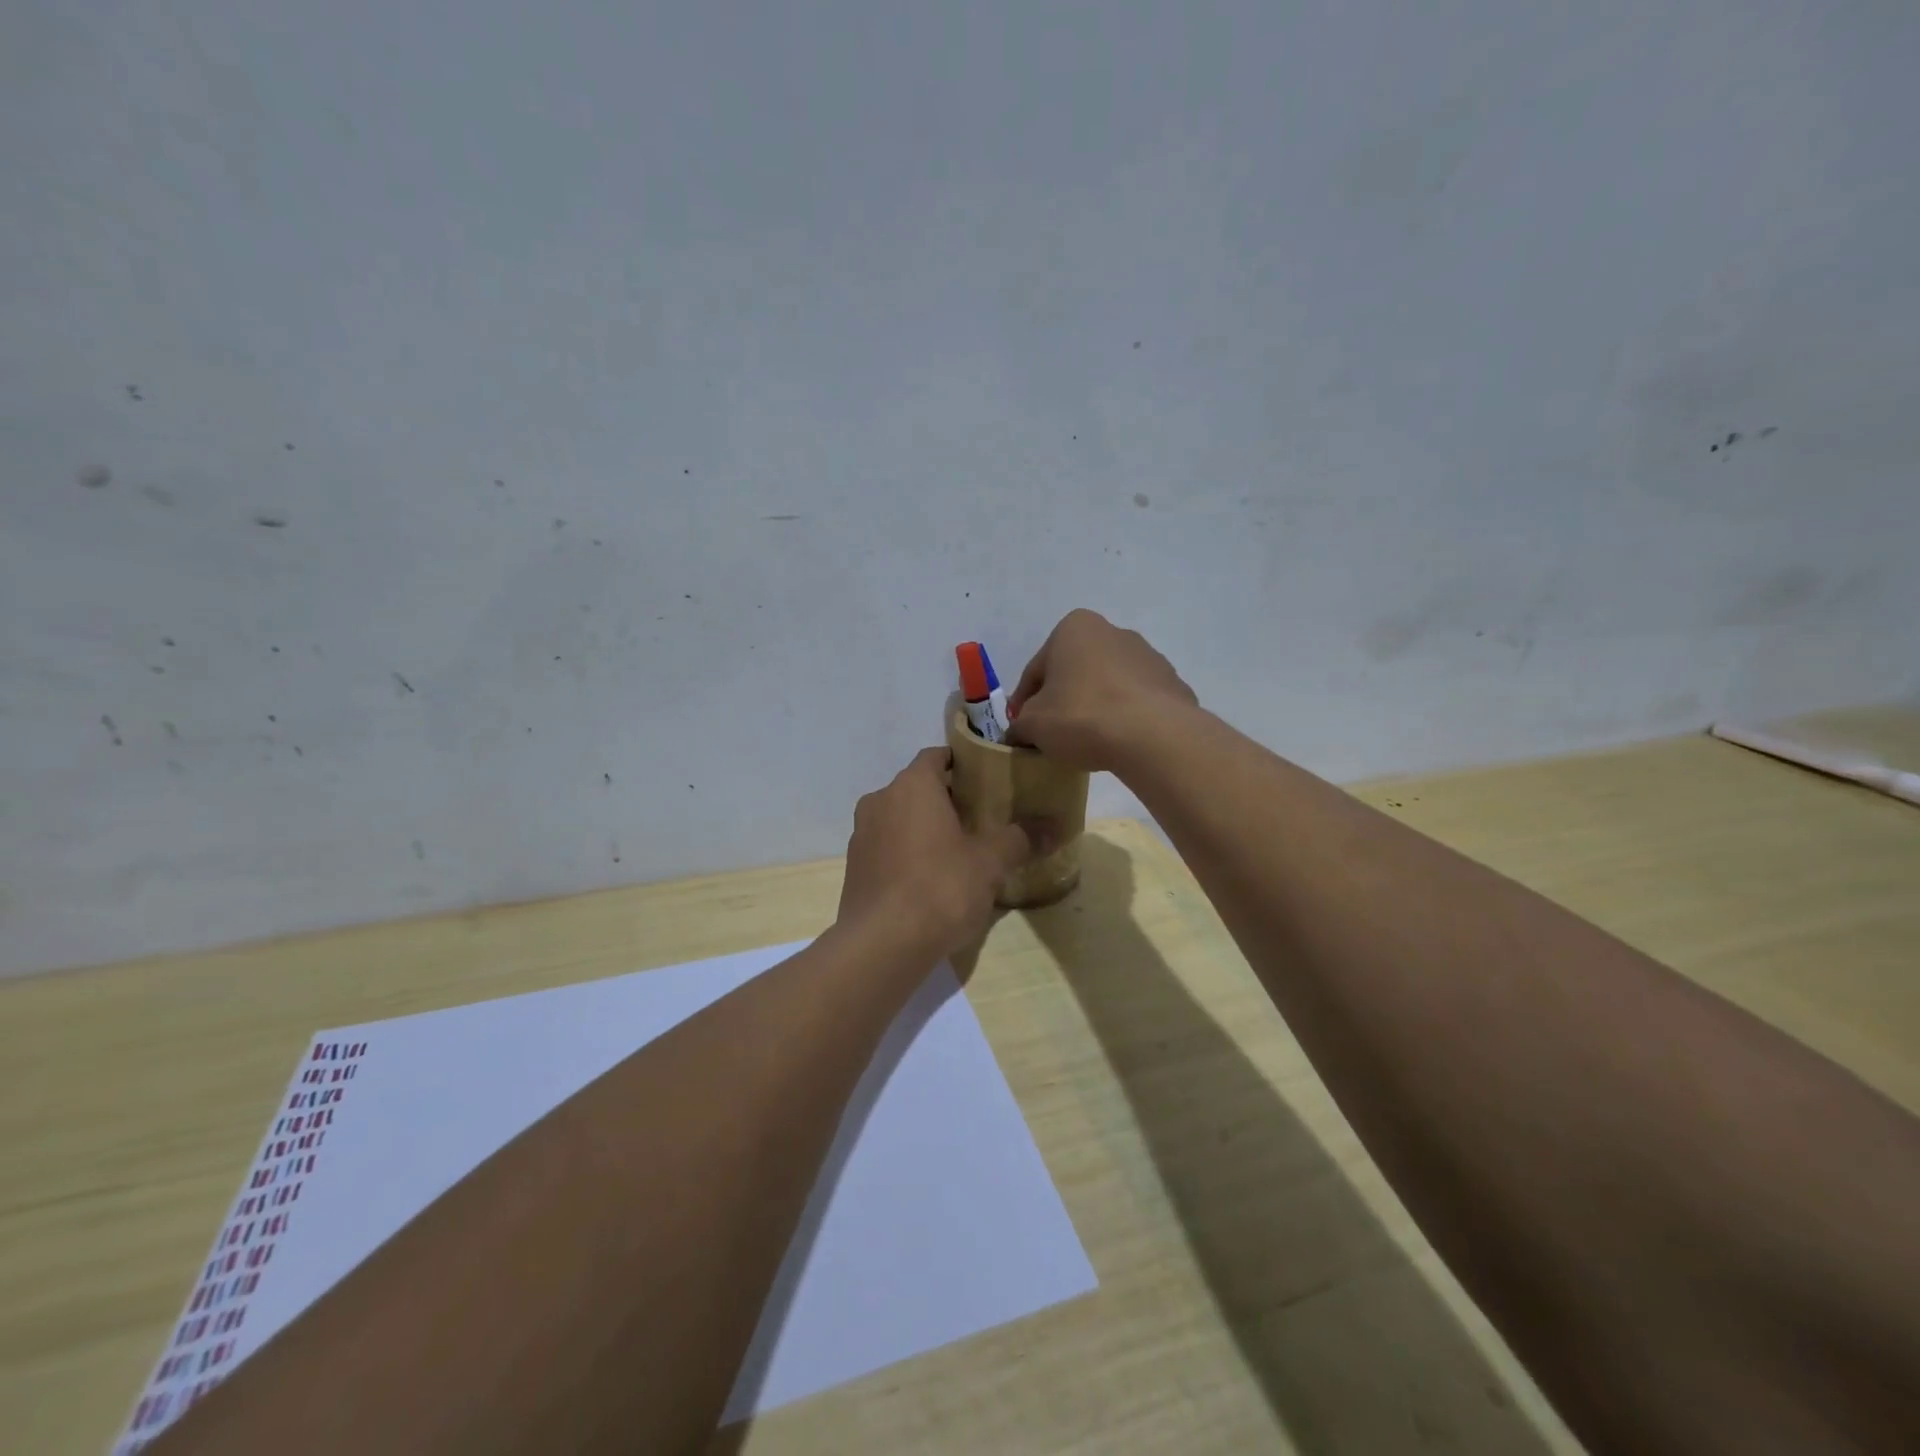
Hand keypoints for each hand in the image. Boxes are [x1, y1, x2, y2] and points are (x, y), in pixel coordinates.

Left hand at [838, 748, 1034, 957]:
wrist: (882, 943)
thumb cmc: (941, 887)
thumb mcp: (990, 863)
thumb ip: (1019, 838)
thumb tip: (1055, 827)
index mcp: (912, 785)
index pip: (936, 756)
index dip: (961, 764)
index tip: (986, 780)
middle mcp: (880, 800)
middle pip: (918, 787)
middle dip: (946, 799)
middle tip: (980, 818)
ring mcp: (862, 834)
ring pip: (899, 818)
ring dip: (924, 827)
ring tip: (957, 851)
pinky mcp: (854, 867)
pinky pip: (886, 847)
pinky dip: (906, 852)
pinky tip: (929, 880)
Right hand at [1005, 609, 1196, 770]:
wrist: (1153, 736)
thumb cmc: (1082, 716)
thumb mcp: (1033, 725)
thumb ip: (1019, 725)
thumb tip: (1019, 733)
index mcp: (1074, 628)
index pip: (1036, 670)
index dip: (1023, 702)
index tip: (1022, 727)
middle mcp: (1113, 632)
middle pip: (1074, 672)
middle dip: (1062, 699)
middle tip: (1052, 734)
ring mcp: (1148, 657)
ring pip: (1107, 685)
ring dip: (1094, 706)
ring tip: (1087, 741)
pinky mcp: (1172, 684)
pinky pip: (1136, 702)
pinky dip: (1124, 717)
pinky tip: (1118, 742)